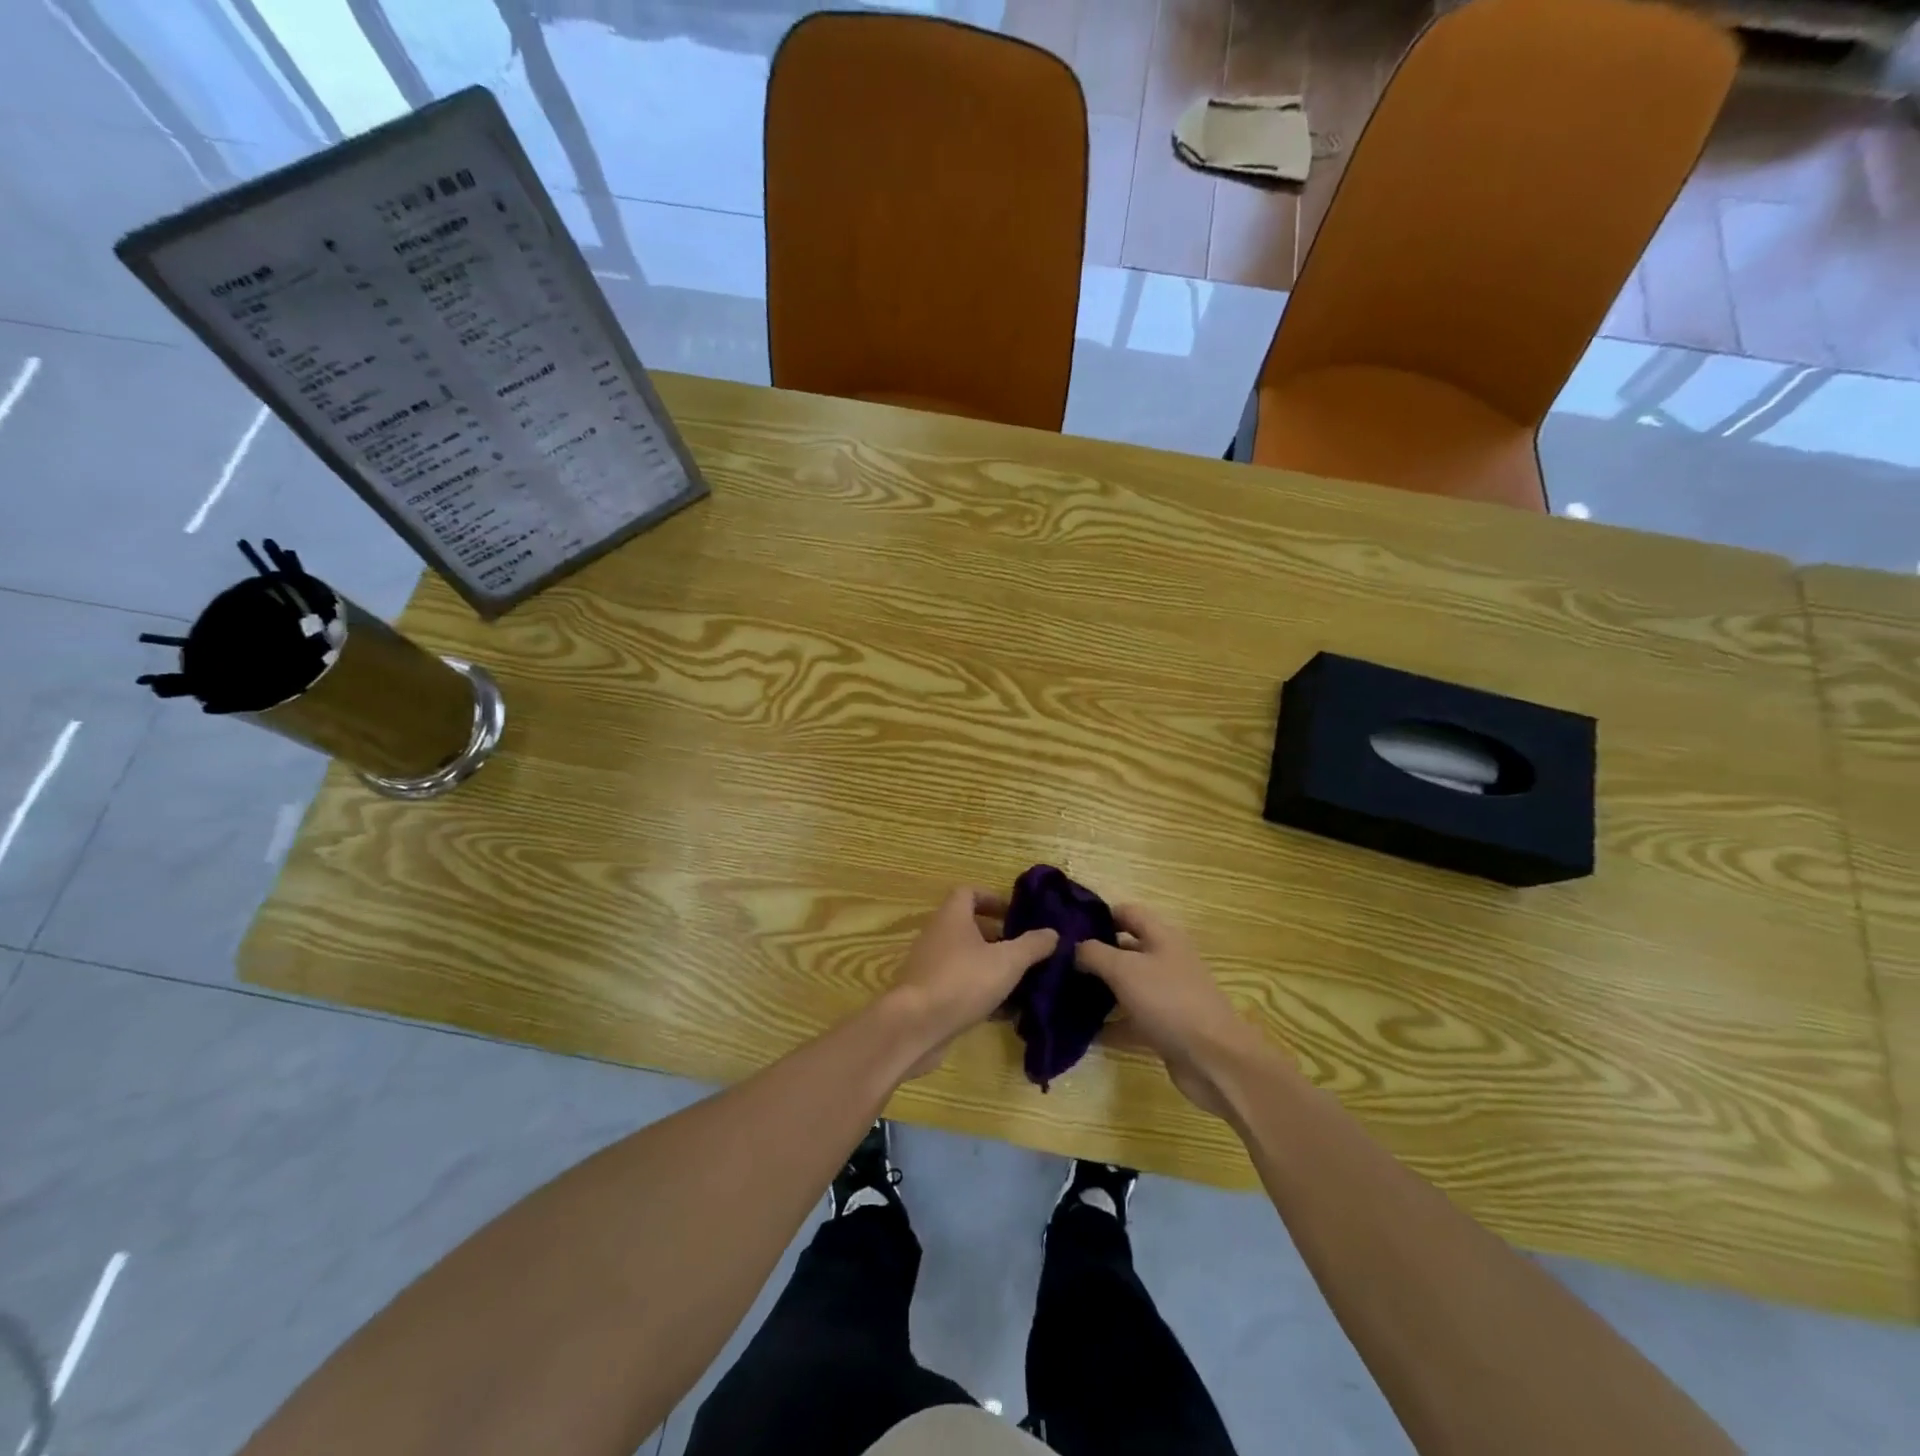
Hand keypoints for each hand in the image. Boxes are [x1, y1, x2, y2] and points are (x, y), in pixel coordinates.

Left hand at [888, 888, 1057, 1077]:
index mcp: (952, 917)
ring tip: (1021, 982)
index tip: (1015, 914)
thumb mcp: (1007, 961)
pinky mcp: (928, 995)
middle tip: (1024, 951)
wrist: (915, 1026)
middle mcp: (937, 936)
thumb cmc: (962, 981)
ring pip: (965, 960)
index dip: (992, 899)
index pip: (969, 893)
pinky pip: (959, 986)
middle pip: (968, 927)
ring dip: (991, 968)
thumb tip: (1052, 932)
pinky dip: (980, 994)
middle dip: (997, 937)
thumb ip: (1032, 946)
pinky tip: (1004, 1013)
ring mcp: (929, 966)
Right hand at [1076, 904, 1269, 1117]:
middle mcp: (1166, 961)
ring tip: (1062, 994)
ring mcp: (1167, 996)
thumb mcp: (1124, 969)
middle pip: (1125, 950)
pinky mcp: (1165, 1028)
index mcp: (1162, 937)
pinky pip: (1131, 1020)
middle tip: (1056, 962)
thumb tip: (1071, 946)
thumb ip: (1093, 953)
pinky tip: (1082, 1032)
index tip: (1066, 926)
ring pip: (1126, 986)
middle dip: (1094, 955)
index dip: (1098, 915)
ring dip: (1099, 991)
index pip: (1127, 913)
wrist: (1215, 1061)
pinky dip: (1110, 1025)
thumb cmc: (1169, 1002)